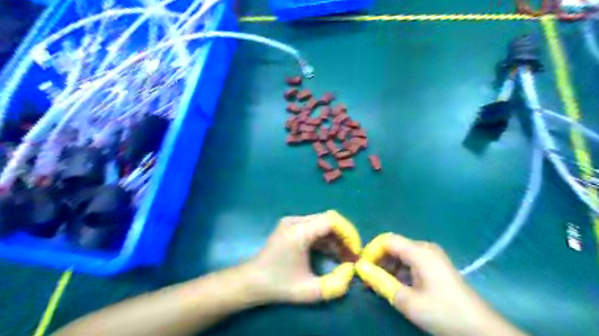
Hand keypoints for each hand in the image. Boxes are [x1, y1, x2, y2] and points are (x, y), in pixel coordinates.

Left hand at [243, 216, 354, 304]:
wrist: (252, 281)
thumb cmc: (279, 285)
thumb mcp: (309, 291)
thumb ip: (335, 284)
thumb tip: (352, 270)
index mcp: (298, 232)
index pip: (331, 220)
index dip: (348, 233)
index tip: (356, 251)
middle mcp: (295, 221)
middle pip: (328, 219)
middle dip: (344, 236)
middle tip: (352, 255)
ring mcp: (292, 221)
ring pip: (323, 222)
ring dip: (336, 237)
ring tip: (344, 256)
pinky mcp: (291, 225)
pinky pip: (315, 226)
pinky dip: (326, 237)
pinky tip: (331, 253)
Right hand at [355, 234, 525, 335]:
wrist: (481, 330)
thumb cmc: (443, 313)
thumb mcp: (408, 301)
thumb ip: (382, 282)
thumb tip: (361, 268)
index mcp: (420, 252)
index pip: (387, 241)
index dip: (371, 251)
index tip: (362, 267)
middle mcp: (425, 248)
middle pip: (394, 247)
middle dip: (378, 261)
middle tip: (368, 279)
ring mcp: (432, 257)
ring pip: (402, 255)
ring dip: (388, 268)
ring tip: (379, 285)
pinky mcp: (436, 266)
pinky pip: (411, 262)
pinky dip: (400, 272)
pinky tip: (396, 286)